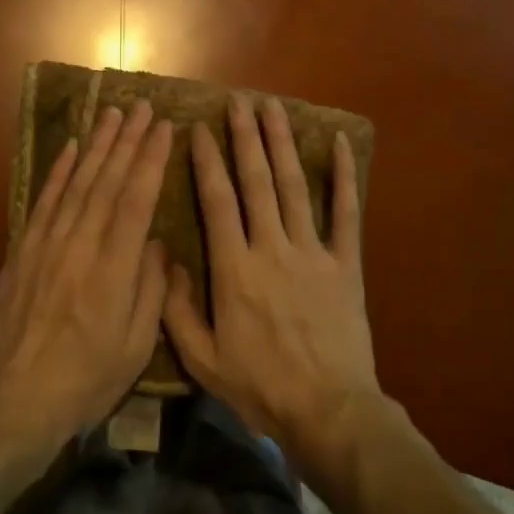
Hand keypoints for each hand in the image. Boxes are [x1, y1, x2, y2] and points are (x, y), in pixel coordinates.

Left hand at [0, 100, 173, 447]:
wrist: (16, 399)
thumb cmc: (87, 379)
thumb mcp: (137, 346)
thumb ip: (151, 289)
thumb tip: (157, 242)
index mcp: (114, 268)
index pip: (137, 199)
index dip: (151, 159)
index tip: (164, 127)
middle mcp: (81, 244)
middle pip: (108, 180)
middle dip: (128, 140)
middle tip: (142, 106)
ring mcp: (48, 243)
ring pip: (78, 182)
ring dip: (98, 145)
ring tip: (113, 114)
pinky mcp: (24, 249)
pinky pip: (44, 200)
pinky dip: (59, 171)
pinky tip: (72, 148)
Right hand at [163, 93, 380, 463]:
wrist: (329, 411)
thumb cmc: (260, 386)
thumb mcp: (203, 359)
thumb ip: (178, 308)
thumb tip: (167, 259)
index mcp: (235, 268)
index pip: (217, 201)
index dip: (207, 161)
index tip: (199, 129)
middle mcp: (272, 248)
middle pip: (257, 181)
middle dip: (245, 137)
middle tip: (238, 101)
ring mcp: (312, 252)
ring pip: (294, 186)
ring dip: (282, 143)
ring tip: (273, 108)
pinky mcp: (345, 263)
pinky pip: (346, 212)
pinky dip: (344, 176)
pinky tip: (340, 143)